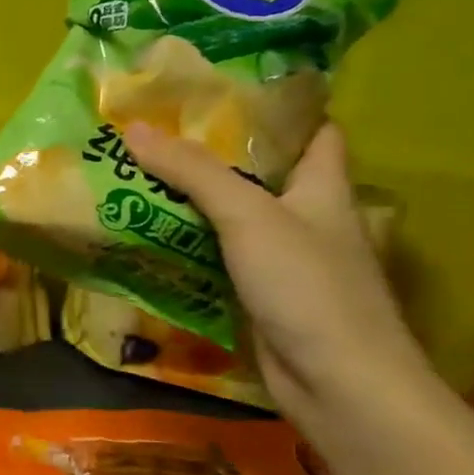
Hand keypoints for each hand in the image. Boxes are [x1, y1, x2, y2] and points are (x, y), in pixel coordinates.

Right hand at [120, 121, 430, 425]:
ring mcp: (284, 260)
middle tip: (158, 131)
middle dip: (213, 154)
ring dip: (193, 201)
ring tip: (139, 173)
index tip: (227, 88)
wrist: (339, 385)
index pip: (313, 132)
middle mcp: (308, 218)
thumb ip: (192, 171)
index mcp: (324, 188)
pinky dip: (189, 244)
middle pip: (261, 174)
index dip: (280, 108)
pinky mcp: (261, 295)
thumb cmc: (308, 286)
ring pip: (234, 217)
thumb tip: (134, 129)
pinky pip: (219, 257)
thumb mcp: (248, 216)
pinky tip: (149, 234)